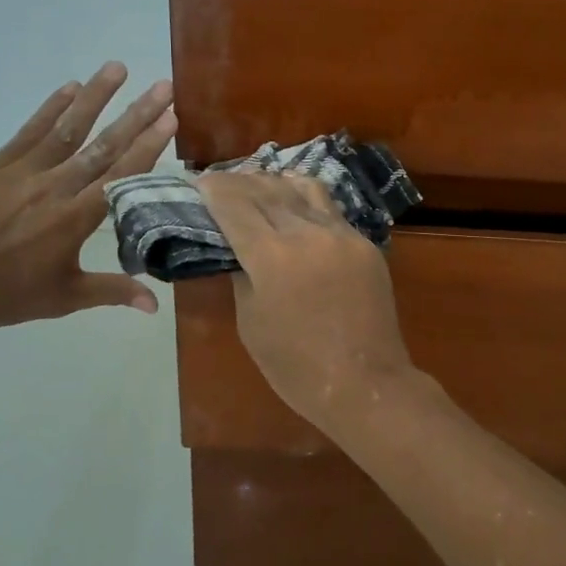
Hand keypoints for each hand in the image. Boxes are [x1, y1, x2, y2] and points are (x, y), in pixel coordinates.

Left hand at [0, 63, 175, 332]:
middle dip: (136, 114)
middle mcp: (54, 187)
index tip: (171, 118)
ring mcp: (23, 172)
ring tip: (117, 67)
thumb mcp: (64, 298)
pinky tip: (70, 87)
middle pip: (102, 145)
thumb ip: (113, 292)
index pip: (120, 176)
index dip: (148, 146)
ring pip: (66, 128)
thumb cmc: (6, 295)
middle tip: (162, 86)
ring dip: (95, 96)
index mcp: (74, 219)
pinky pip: (29, 132)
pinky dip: (50, 108)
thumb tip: (155, 306)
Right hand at [198, 171, 416, 431]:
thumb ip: (243, 276)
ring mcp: (341, 234)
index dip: (214, 189)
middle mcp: (307, 233)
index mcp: (272, 256)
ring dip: (274, 182)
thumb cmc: (296, 367)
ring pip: (303, 189)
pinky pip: (330, 209)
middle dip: (239, 181)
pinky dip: (305, 198)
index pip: (234, 204)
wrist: (366, 383)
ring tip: (257, 184)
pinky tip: (295, 201)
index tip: (199, 182)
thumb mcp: (251, 322)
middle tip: (221, 182)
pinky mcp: (364, 243)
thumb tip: (240, 249)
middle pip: (266, 189)